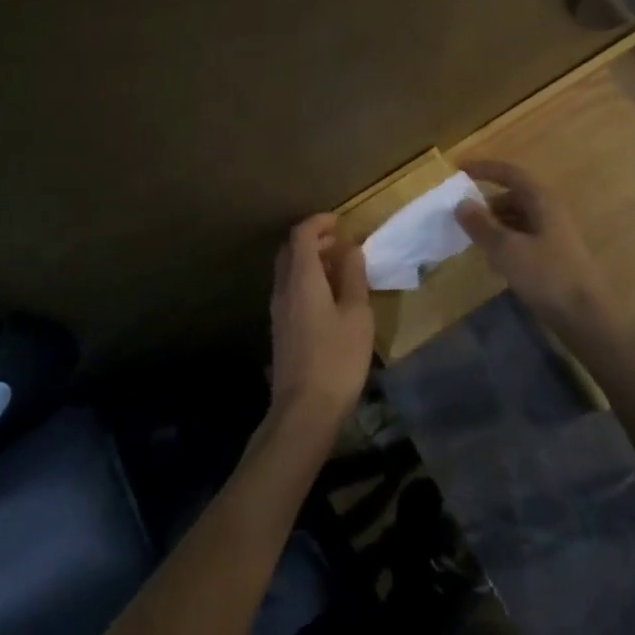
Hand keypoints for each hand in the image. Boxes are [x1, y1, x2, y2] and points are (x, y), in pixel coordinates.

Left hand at [268, 214, 372, 433]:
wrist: (303, 412)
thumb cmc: (337, 359)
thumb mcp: (356, 314)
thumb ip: (353, 277)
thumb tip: (350, 249)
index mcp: (301, 279)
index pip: (301, 235)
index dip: (319, 222)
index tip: (341, 222)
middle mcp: (283, 289)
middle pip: (290, 250)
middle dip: (313, 238)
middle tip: (339, 242)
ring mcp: (278, 311)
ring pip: (288, 271)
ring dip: (310, 260)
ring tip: (339, 268)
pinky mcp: (280, 330)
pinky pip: (290, 289)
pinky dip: (306, 280)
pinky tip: (328, 297)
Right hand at [457, 161, 616, 344]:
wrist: (586, 318)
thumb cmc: (546, 276)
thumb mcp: (507, 249)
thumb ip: (482, 225)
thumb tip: (461, 204)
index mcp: (542, 201)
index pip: (509, 173)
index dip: (484, 169)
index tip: (459, 170)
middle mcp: (550, 211)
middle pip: (513, 196)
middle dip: (486, 203)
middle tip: (461, 214)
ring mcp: (554, 235)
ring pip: (518, 219)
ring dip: (495, 224)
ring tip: (472, 238)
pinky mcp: (554, 257)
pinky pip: (524, 238)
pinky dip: (506, 242)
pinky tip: (494, 261)